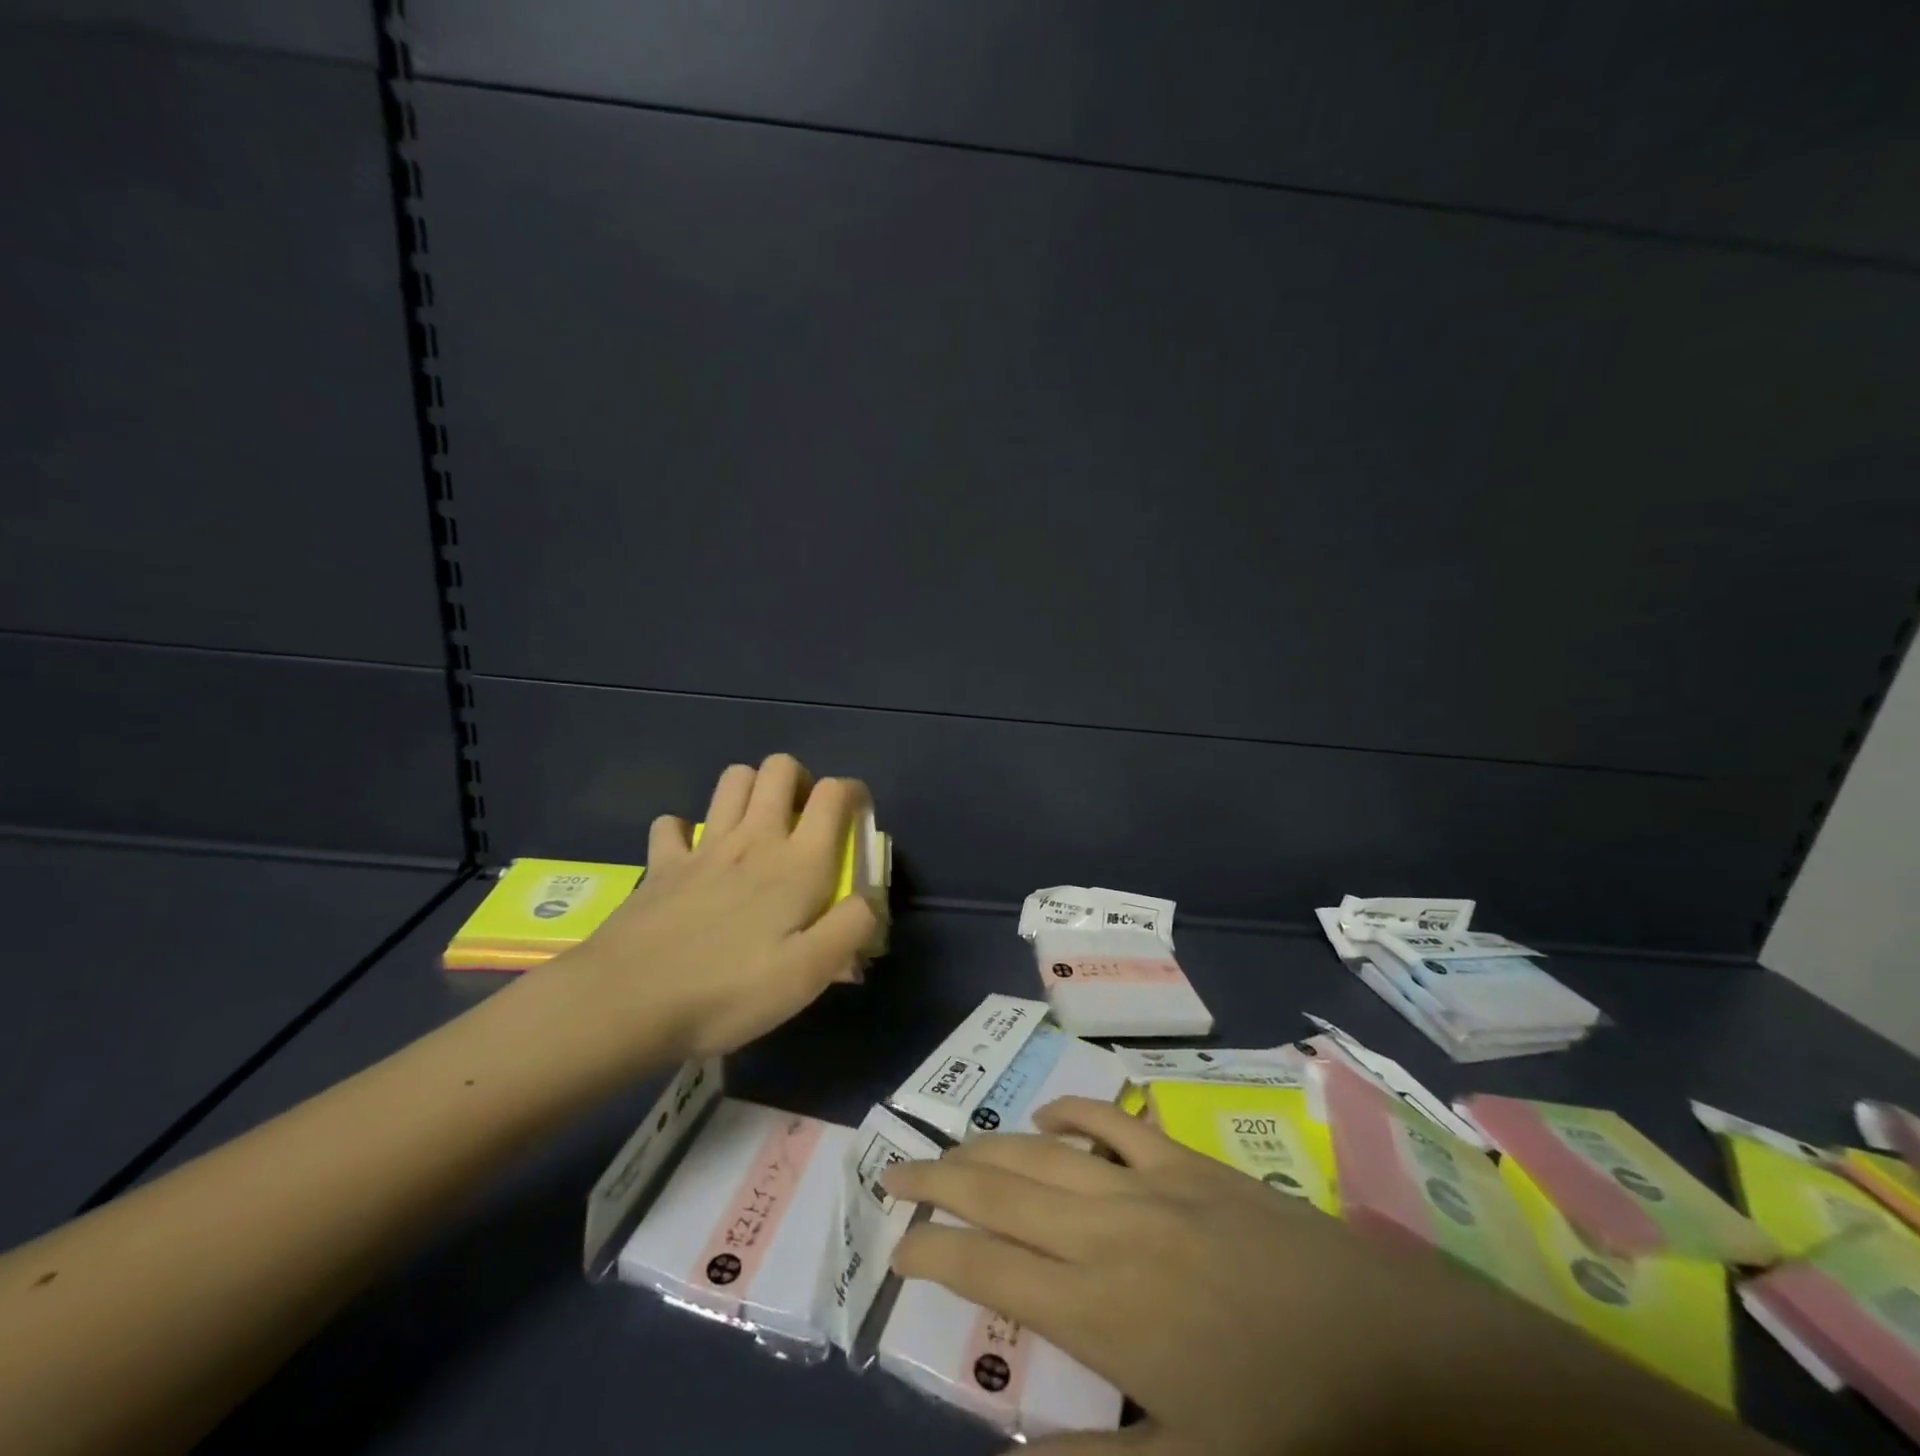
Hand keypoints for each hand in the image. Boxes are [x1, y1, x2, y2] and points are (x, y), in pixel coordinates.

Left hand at [535, 755, 882, 1068]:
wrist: (627, 1002)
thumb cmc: (729, 990)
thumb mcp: (808, 975)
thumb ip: (851, 929)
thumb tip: (869, 900)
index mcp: (798, 862)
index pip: (834, 793)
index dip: (853, 793)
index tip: (856, 820)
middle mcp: (754, 838)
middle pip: (779, 768)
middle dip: (800, 780)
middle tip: (804, 821)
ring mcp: (703, 846)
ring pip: (733, 780)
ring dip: (752, 790)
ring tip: (759, 827)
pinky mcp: (661, 864)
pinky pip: (673, 825)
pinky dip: (687, 830)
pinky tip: (694, 856)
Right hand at [883, 1099, 1774, 1455]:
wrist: (1381, 1343)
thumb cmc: (1286, 1419)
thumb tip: (1020, 1449)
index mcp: (1096, 1306)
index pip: (986, 1269)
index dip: (932, 1253)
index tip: (897, 1246)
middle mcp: (1103, 1228)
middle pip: (999, 1188)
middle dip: (938, 1180)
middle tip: (893, 1172)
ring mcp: (1144, 1181)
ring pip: (1041, 1149)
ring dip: (988, 1145)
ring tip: (949, 1149)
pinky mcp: (1182, 1158)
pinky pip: (1110, 1120)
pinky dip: (1070, 1114)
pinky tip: (1046, 1118)